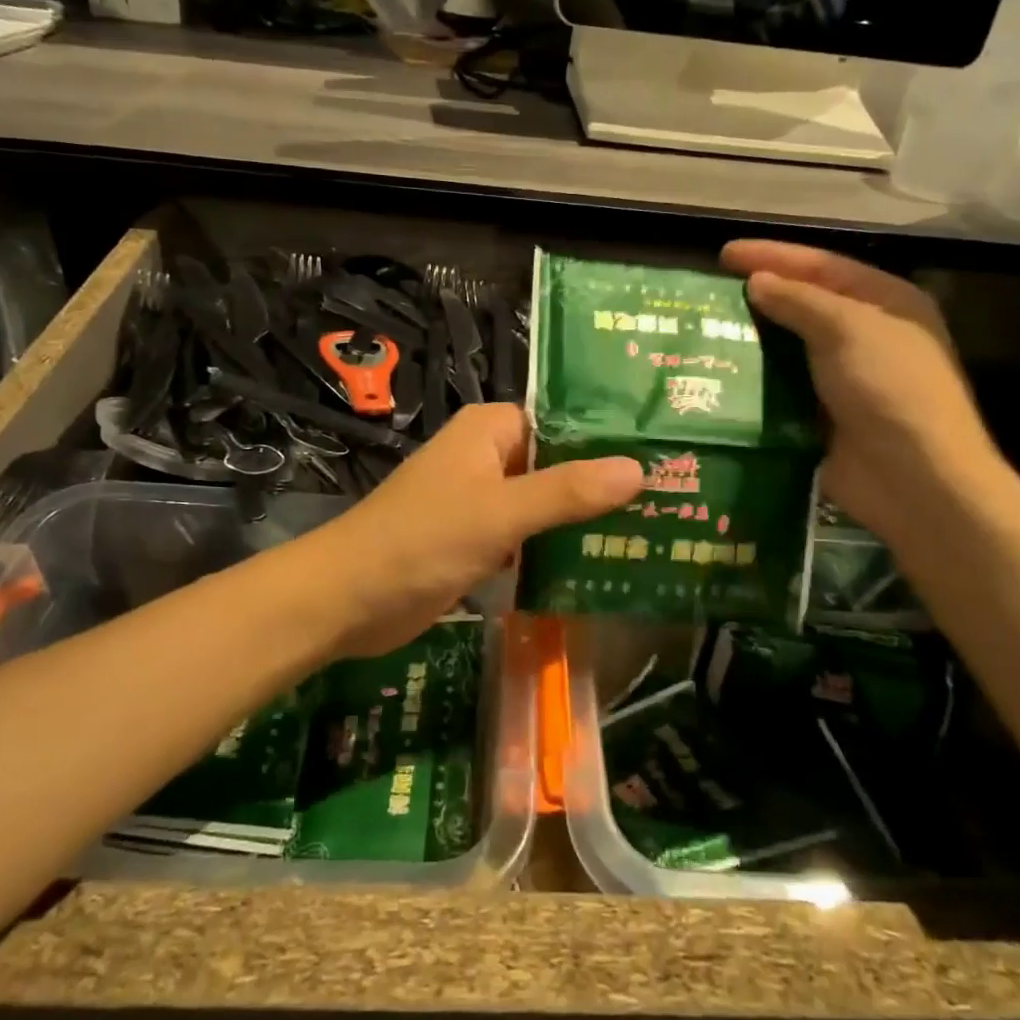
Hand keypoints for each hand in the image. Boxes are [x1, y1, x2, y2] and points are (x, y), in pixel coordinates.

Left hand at [309, 403, 642, 656]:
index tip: (664, 455)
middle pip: (557, 462)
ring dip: (583, 518)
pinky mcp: (477, 541)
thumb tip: (639, 468)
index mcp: (490, 430)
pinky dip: (556, 547)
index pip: (563, 420)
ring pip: (544, 501)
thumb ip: (567, 491)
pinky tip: (603, 563)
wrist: (348, 600)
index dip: (609, 437)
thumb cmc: (422, 540)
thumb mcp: (500, 512)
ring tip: (652, 530)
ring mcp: (481, 501)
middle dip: (603, 483)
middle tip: (671, 498)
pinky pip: (528, 535)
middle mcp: (487, 456)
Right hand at [722, 240, 999, 538]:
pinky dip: (755, 380)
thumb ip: (799, 300)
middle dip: (760, 296)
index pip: (822, 266)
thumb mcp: (847, 329)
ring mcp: (845, 378)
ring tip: (706, 330)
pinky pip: (782, 387)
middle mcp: (867, 335)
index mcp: (886, 303)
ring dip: (753, 339)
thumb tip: (757, 281)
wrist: (912, 479)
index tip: (724, 254)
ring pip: (790, 347)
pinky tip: (720, 374)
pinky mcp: (823, 415)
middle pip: (805, 304)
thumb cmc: (889, 389)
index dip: (773, 256)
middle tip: (709, 292)